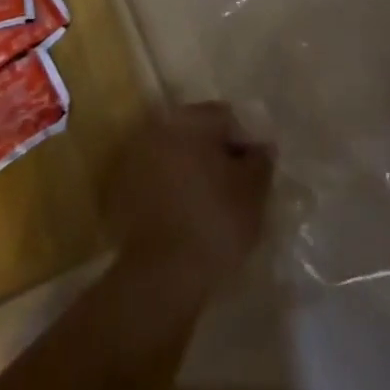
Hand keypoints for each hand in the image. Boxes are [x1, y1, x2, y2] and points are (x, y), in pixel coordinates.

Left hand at [103, 102, 272, 298]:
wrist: (163, 272)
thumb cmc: (215, 221)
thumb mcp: (253, 191)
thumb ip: (261, 160)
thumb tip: (262, 146)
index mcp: (190, 119)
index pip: (227, 117)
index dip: (247, 142)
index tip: (256, 173)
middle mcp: (161, 127)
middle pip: (200, 132)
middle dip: (220, 154)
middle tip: (238, 188)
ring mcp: (139, 155)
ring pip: (180, 154)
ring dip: (197, 170)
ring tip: (214, 204)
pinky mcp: (128, 185)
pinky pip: (162, 177)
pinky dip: (177, 187)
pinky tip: (190, 214)